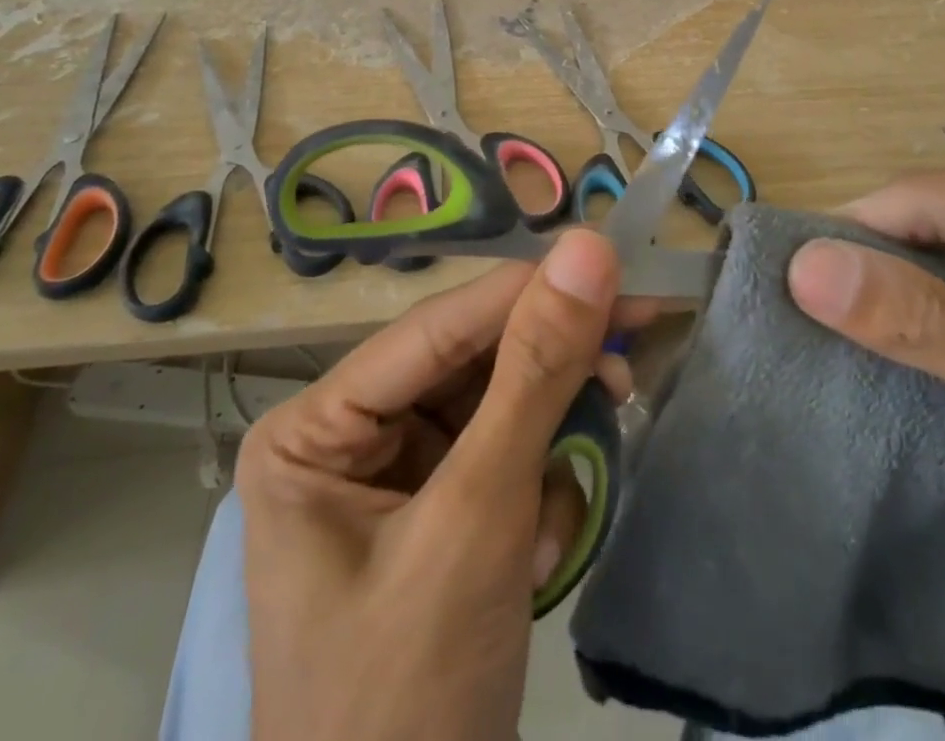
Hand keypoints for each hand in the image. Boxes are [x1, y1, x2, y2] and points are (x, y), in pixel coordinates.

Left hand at [234, 230, 647, 740]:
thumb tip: (586, 248)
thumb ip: (535, 376)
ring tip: (567, 497)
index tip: (615, 262)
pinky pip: (503, 458)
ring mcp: (391, 476)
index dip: (528, 292)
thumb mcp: (478, 521)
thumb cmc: (410, 701)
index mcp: (315, 426)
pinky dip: (539, 490)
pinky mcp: (435, 513)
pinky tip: (542, 549)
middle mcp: (347, 435)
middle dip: (547, 377)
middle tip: (630, 362)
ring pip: (495, 407)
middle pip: (469, 363)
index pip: (438, 326)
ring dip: (548, 442)